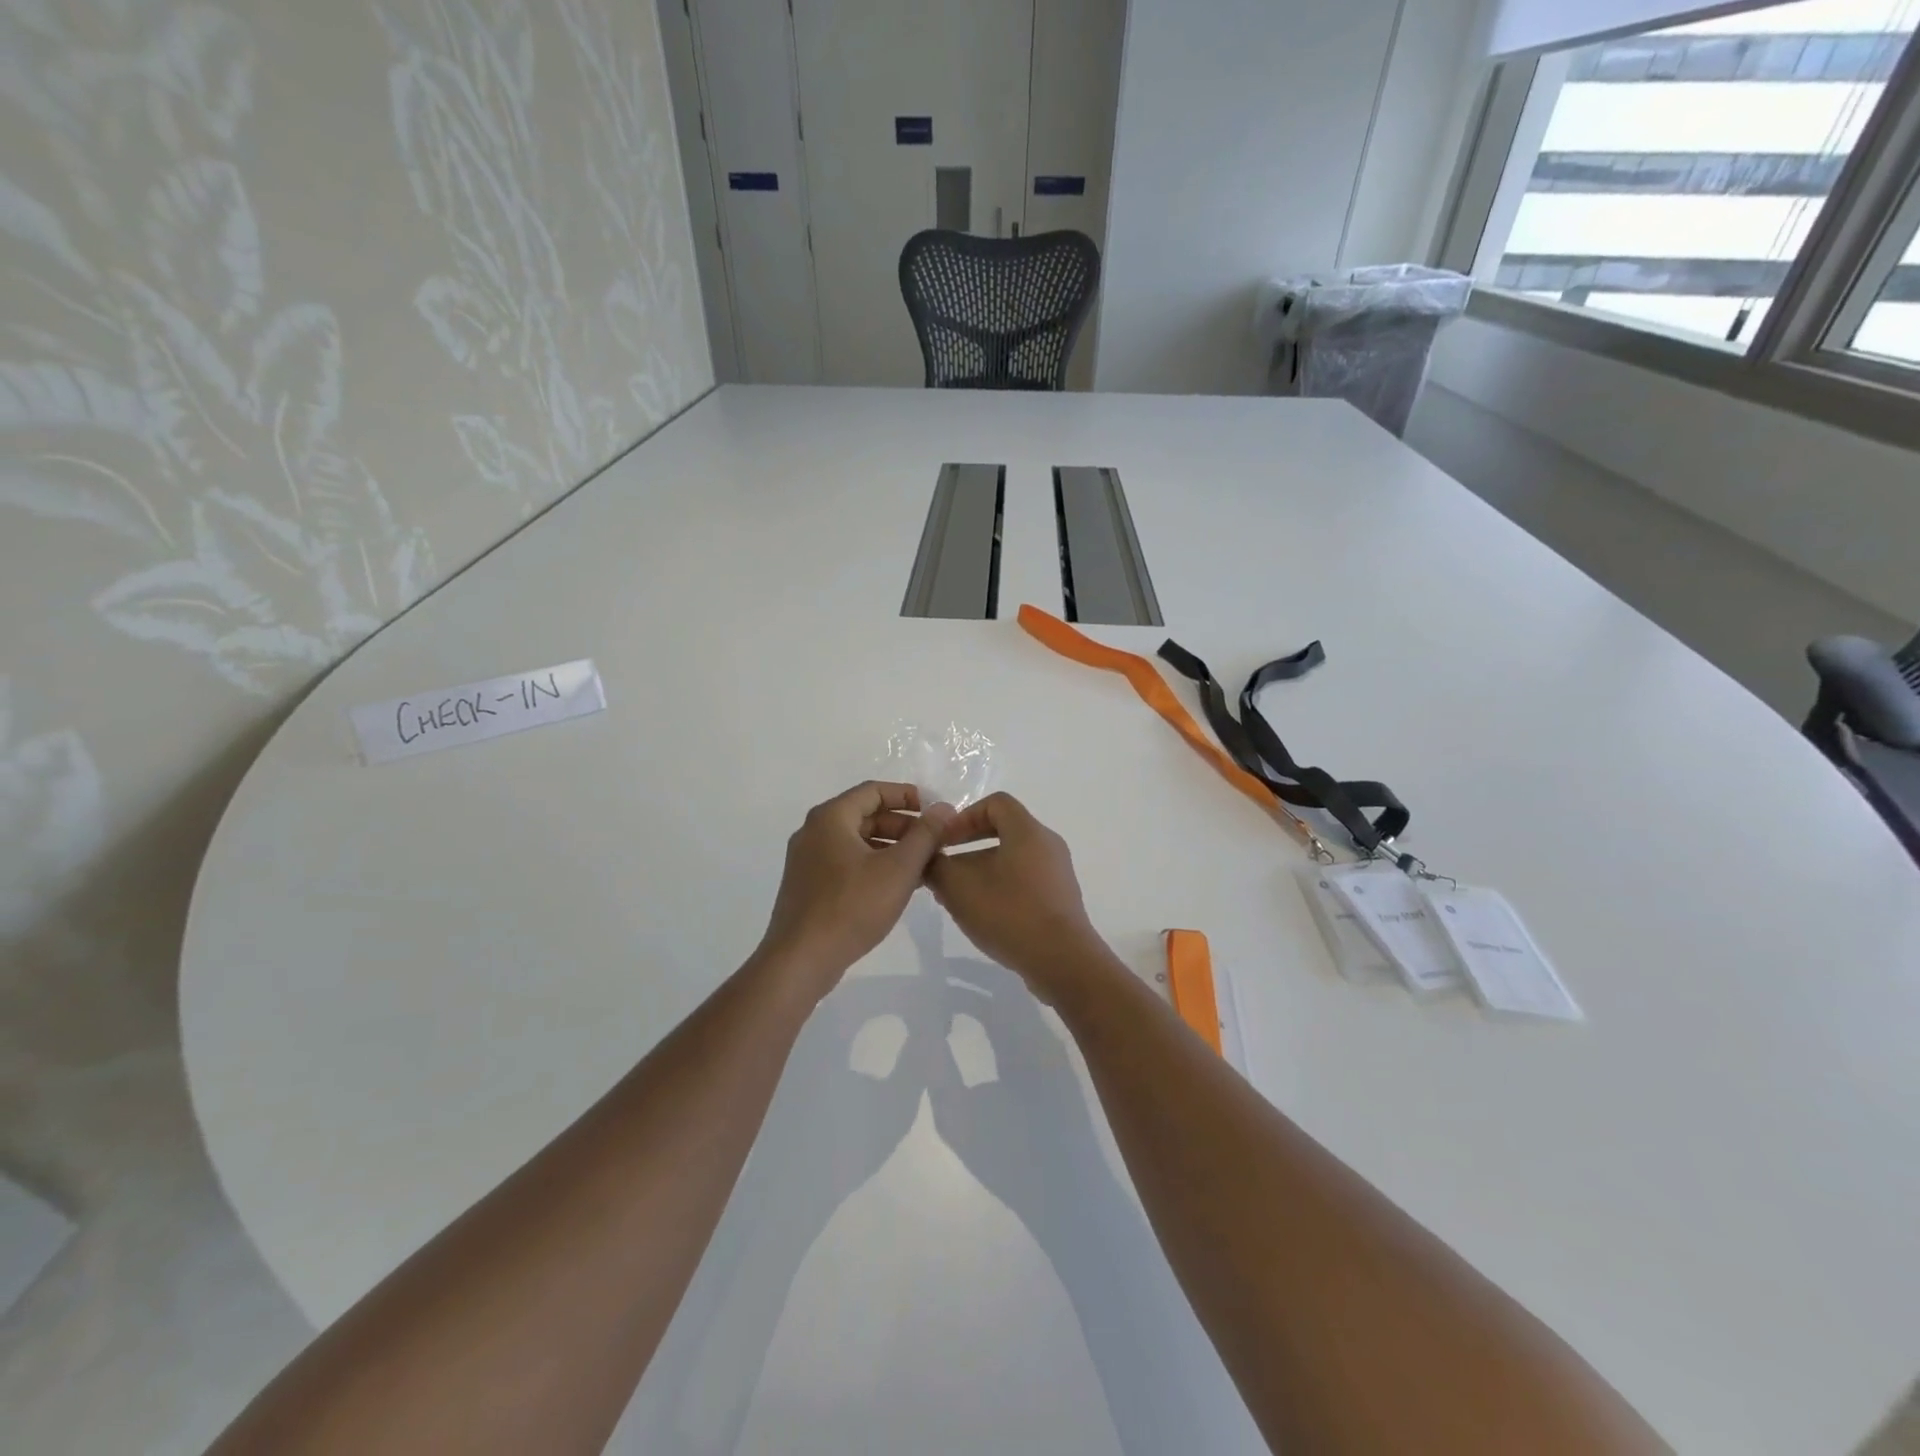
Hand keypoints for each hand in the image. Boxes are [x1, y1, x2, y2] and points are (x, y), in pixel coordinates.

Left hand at [757, 782, 954, 995]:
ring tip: (923, 867)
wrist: (801, 960)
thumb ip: (925, 835)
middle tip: (933, 843)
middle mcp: (814, 832)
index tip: (934, 812)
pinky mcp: (808, 886)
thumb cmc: (852, 907)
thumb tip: (943, 808)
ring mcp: (807, 860)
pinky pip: (846, 863)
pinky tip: (897, 887)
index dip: (907, 796)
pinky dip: (873, 866)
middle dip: (903, 826)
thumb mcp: (899, 868)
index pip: (874, 790)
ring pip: (857, 842)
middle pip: (865, 815)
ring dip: (891, 848)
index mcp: (831, 817)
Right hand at [925, 793, 1107, 996]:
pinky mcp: (1060, 899)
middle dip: (969, 846)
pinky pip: (1025, 881)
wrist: (1062, 961)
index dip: (965, 816)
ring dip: (982, 870)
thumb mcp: (959, 888)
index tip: (945, 841)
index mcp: (1028, 831)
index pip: (995, 803)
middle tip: (945, 868)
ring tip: (959, 897)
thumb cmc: (1010, 913)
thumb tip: (928, 859)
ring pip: (1012, 858)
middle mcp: (1047, 845)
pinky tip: (984, 915)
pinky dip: (1001, 888)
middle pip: (1004, 830)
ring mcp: (1057, 873)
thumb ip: (937, 867)